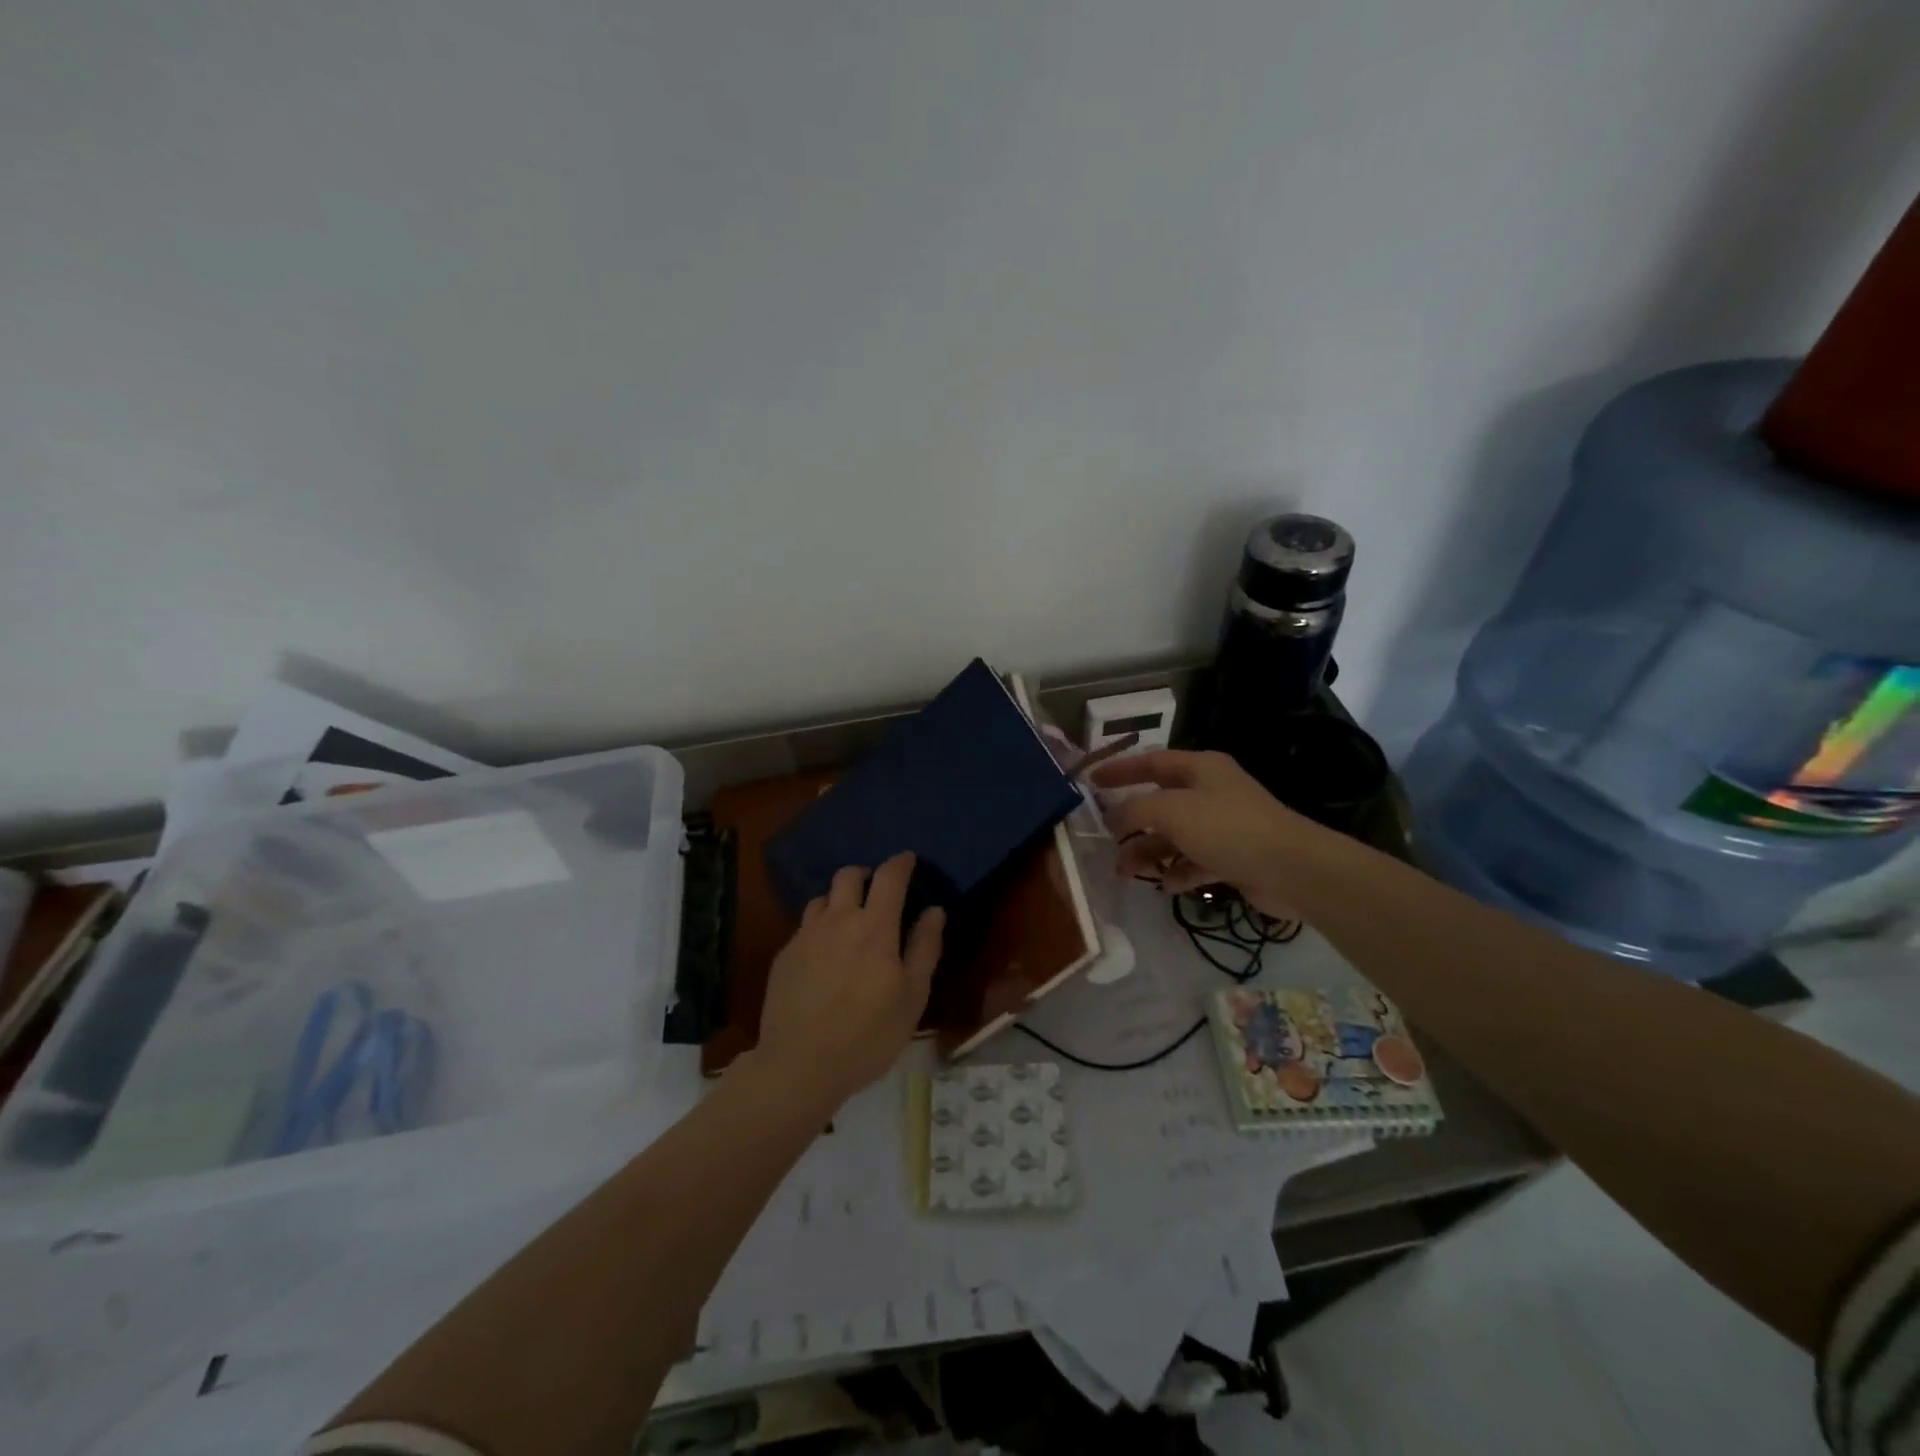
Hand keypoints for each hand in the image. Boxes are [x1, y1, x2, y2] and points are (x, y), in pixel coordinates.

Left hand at [754, 852, 944, 1112]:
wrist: (799, 1066)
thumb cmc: (868, 1035)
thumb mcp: (912, 997)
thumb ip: (924, 948)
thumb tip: (934, 911)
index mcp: (874, 927)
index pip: (888, 877)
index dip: (901, 863)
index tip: (909, 860)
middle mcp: (837, 920)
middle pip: (848, 875)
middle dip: (866, 875)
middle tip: (877, 893)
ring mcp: (805, 936)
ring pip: (822, 898)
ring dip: (839, 900)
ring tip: (848, 923)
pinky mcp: (784, 955)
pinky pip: (805, 926)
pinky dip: (820, 928)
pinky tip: (824, 956)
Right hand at [1091, 750, 1321, 917]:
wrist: (1291, 869)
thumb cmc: (1227, 828)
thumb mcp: (1171, 811)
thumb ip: (1135, 809)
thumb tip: (1112, 816)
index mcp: (1201, 769)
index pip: (1151, 762)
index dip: (1120, 770)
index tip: (1091, 782)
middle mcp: (1212, 793)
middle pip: (1161, 803)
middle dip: (1132, 822)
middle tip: (1107, 838)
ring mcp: (1224, 827)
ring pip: (1175, 836)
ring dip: (1150, 853)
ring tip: (1126, 872)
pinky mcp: (1234, 858)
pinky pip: (1196, 862)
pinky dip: (1179, 872)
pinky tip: (1167, 885)